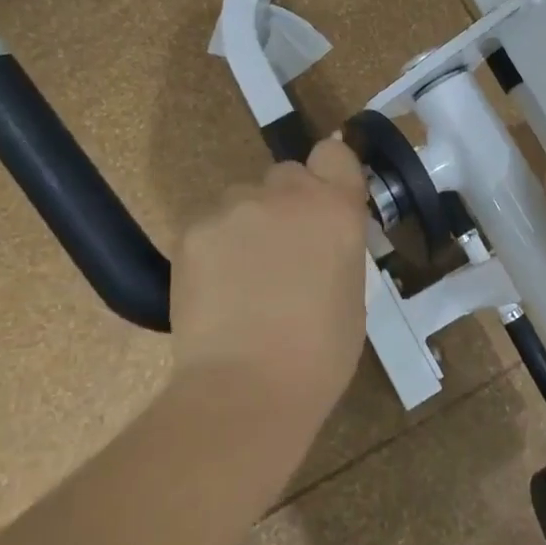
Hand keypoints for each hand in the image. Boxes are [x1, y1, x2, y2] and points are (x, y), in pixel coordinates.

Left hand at [171, 136, 371, 422]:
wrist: (247, 390)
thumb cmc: (319, 355)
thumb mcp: (351, 291)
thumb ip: (336, 246)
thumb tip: (320, 240)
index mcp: (336, 208)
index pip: (333, 154)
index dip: (327, 173)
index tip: (323, 200)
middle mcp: (287, 193)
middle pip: (286, 175)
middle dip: (285, 204)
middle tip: (280, 252)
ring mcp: (236, 207)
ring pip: (242, 199)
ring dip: (246, 225)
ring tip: (241, 280)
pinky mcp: (194, 230)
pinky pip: (209, 226)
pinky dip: (213, 249)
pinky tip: (214, 291)